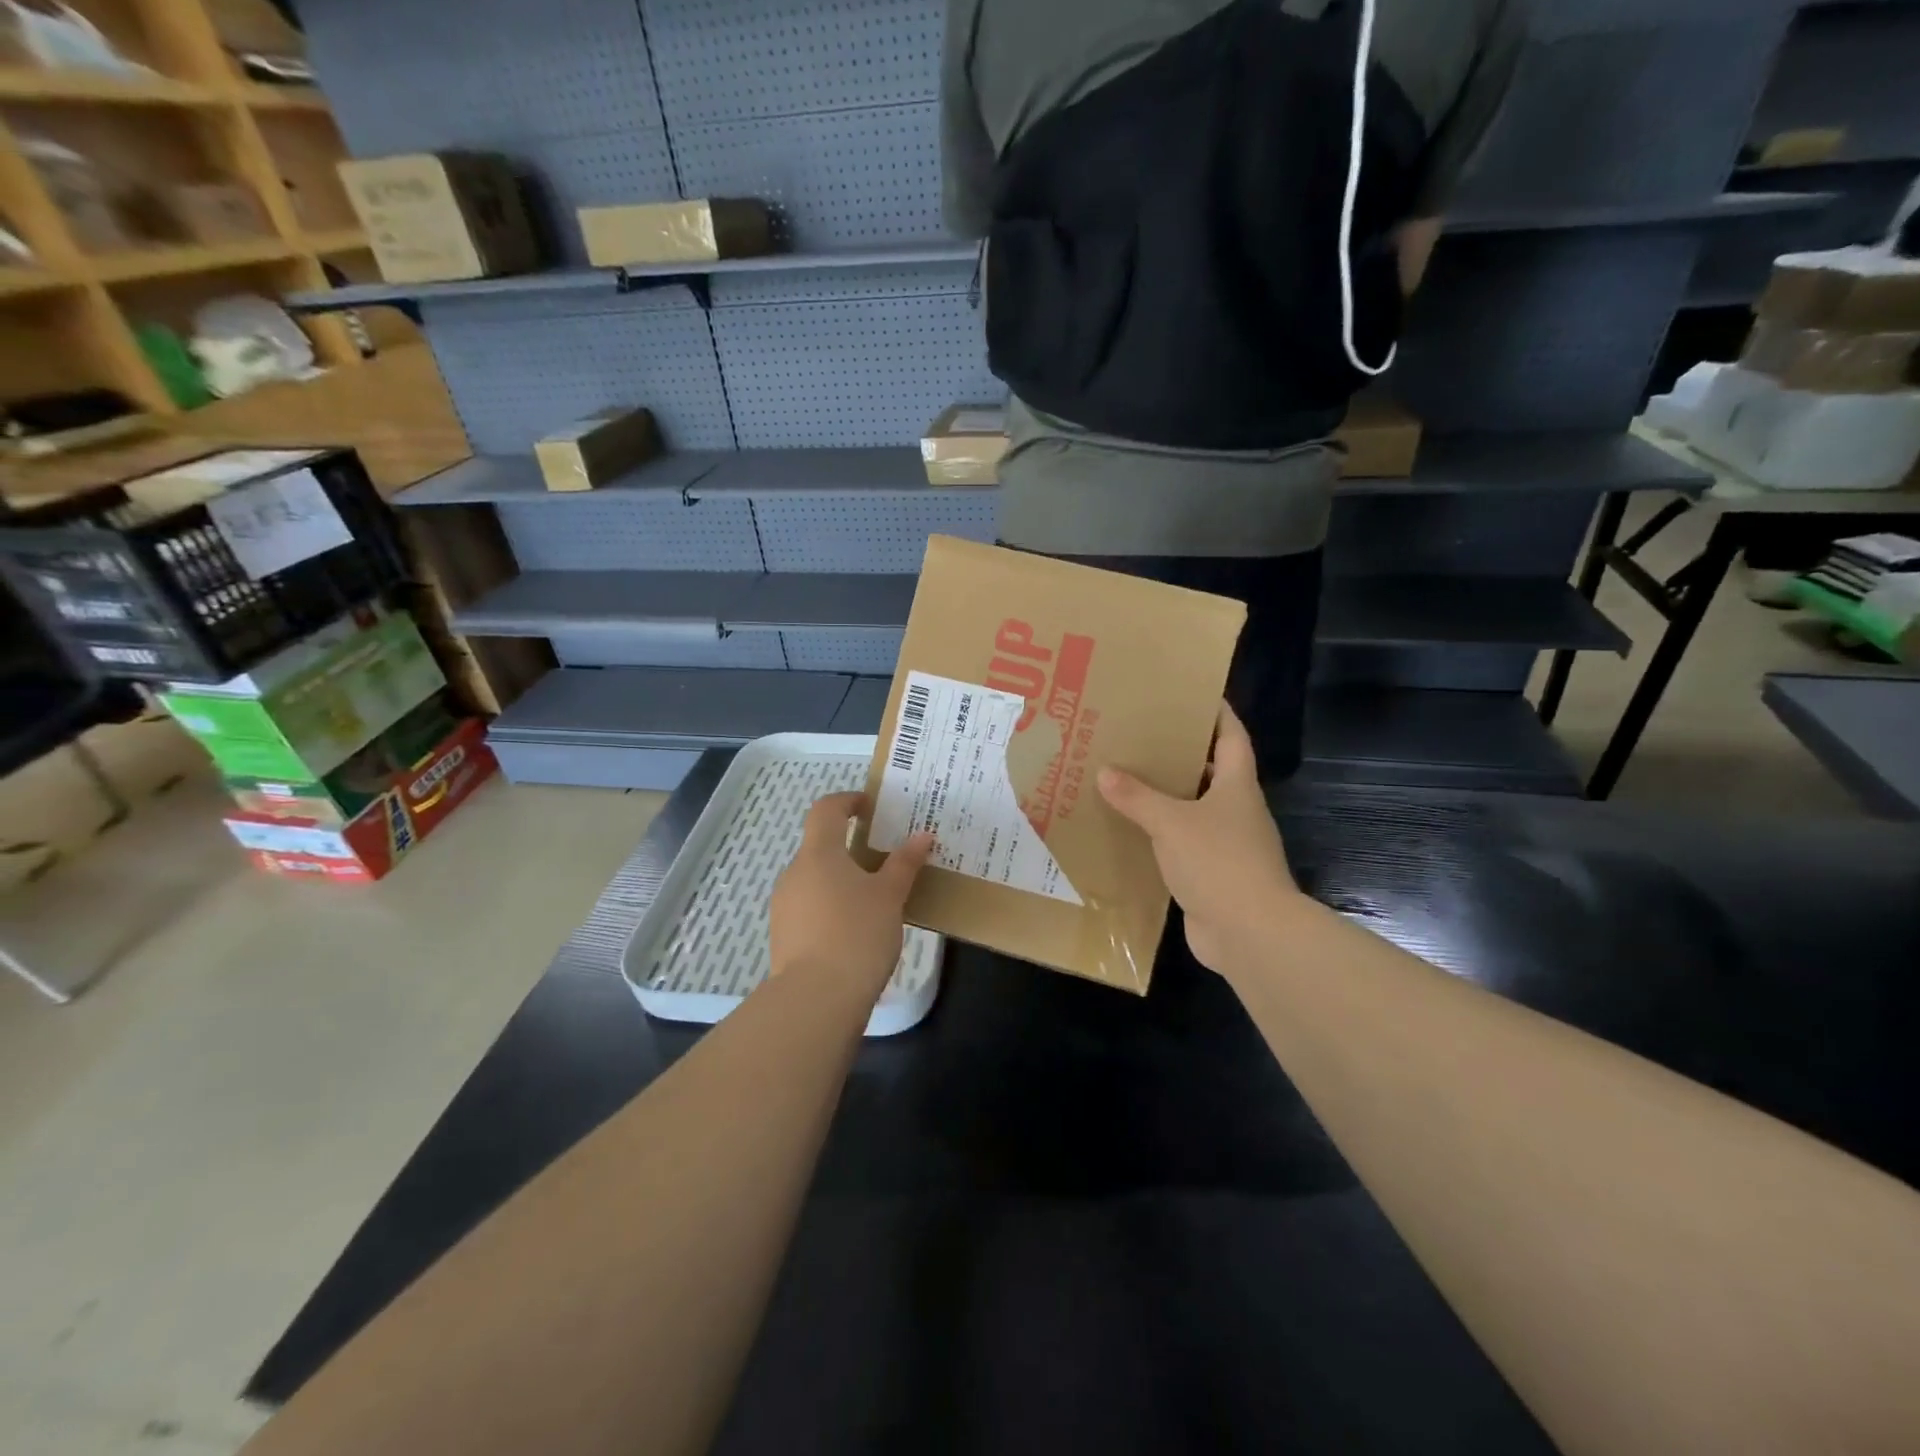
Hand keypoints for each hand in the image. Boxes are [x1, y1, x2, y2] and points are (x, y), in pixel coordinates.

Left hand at [769, 792, 934, 1000]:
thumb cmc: (857, 934)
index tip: (871, 806)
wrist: (816, 1000)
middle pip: (821, 846)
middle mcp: (794, 873)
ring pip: (816, 880)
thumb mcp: (890, 896)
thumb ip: (904, 863)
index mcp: (818, 854)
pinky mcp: (784, 936)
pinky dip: (832, 907)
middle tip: (886, 860)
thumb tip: (922, 836)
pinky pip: (811, 907)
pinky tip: (857, 930)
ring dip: (842, 881)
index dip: (847, 801)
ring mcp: (784, 906)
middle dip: (851, 848)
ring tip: (876, 900)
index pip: (825, 810)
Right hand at [1097, 703, 1299, 975]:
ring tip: (1126, 779)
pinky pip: (1183, 845)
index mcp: (1237, 786)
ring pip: (1194, 809)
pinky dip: (1160, 835)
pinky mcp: (1213, 875)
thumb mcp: (1171, 822)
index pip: (1233, 736)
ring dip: (1167, 797)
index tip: (1192, 694)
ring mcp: (1227, 845)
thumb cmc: (1218, 861)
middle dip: (1180, 753)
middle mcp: (1236, 811)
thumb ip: (1138, 797)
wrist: (1249, 933)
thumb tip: (1105, 772)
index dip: (1217, 713)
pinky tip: (1131, 831)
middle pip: (1211, 771)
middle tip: (1140, 736)